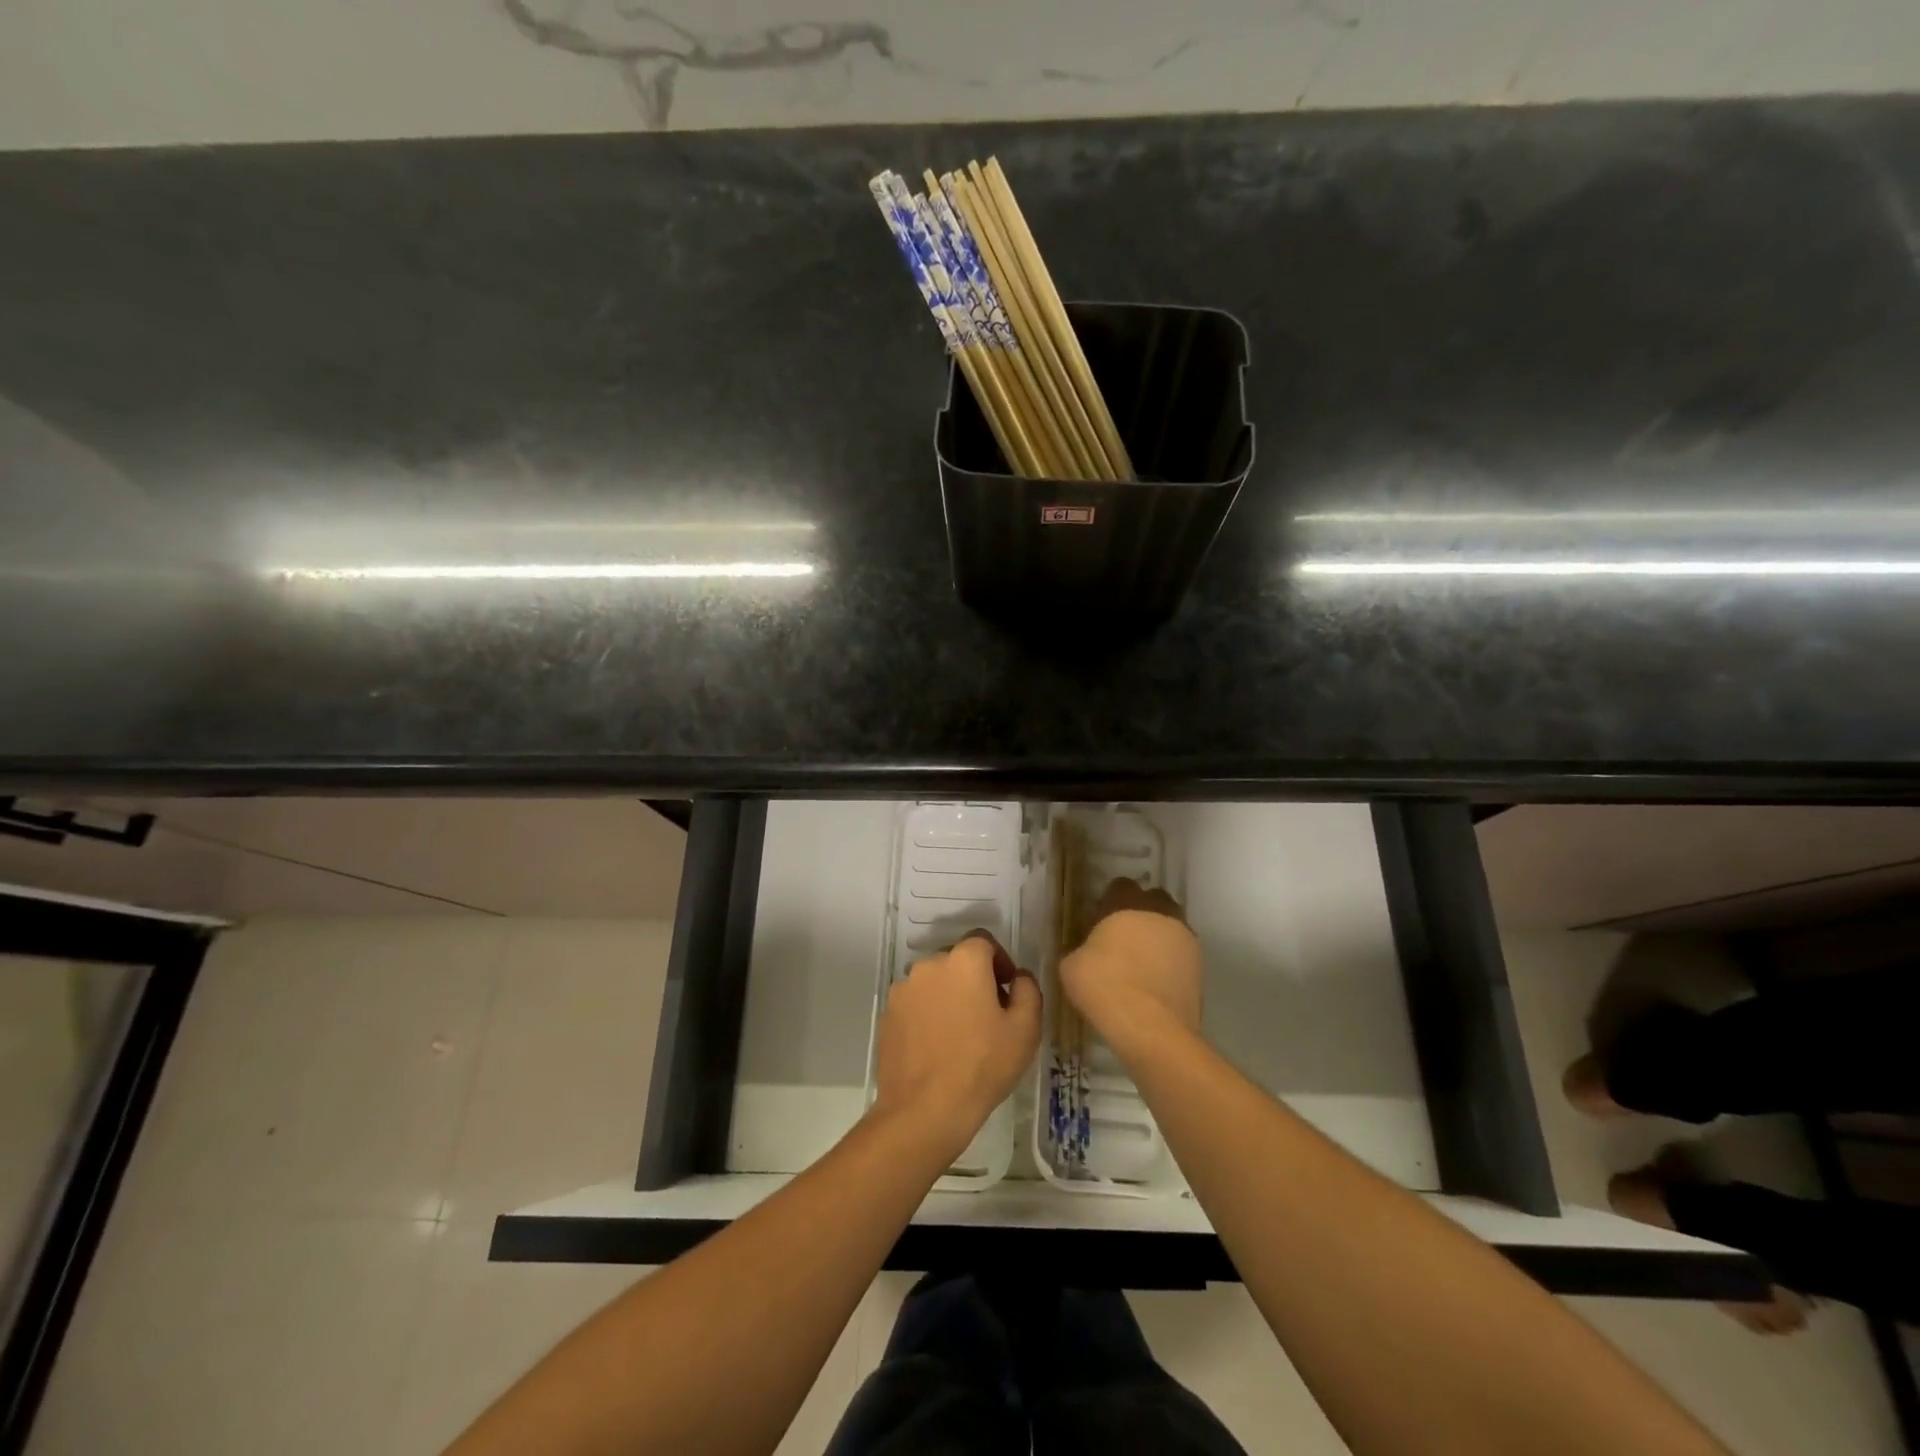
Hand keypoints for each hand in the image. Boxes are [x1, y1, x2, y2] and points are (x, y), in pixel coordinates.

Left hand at [870, 932, 1040, 1159]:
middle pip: (957, 960)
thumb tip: (1018, 977)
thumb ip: (1027, 990)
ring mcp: (904, 989)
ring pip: (935, 982)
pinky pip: (915, 1003)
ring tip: (961, 1034)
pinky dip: (928, 1014)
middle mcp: (929, 965)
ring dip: (949, 996)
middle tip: (988, 1014)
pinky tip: (937, 1046)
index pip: (984, 941)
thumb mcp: (1025, 1029)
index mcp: (964, 961)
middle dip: (974, 979)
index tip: (1007, 990)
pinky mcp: (888, 1014)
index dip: (1000, 961)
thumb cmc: (982, 1065)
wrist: (924, 1110)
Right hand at [1061, 878, 1202, 1056]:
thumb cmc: (1105, 987)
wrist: (1150, 1028)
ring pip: (1171, 928)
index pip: (1120, 886)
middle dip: (1140, 914)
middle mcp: (1161, 912)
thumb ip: (1080, 949)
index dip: (1109, 902)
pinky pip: (1180, 955)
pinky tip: (1154, 984)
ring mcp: (1185, 939)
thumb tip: (1085, 953)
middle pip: (1153, 901)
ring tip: (1141, 965)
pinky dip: (1170, 964)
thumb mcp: (1071, 966)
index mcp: (1127, 904)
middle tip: (1122, 940)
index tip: (1099, 922)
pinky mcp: (1199, 967)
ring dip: (1158, 939)